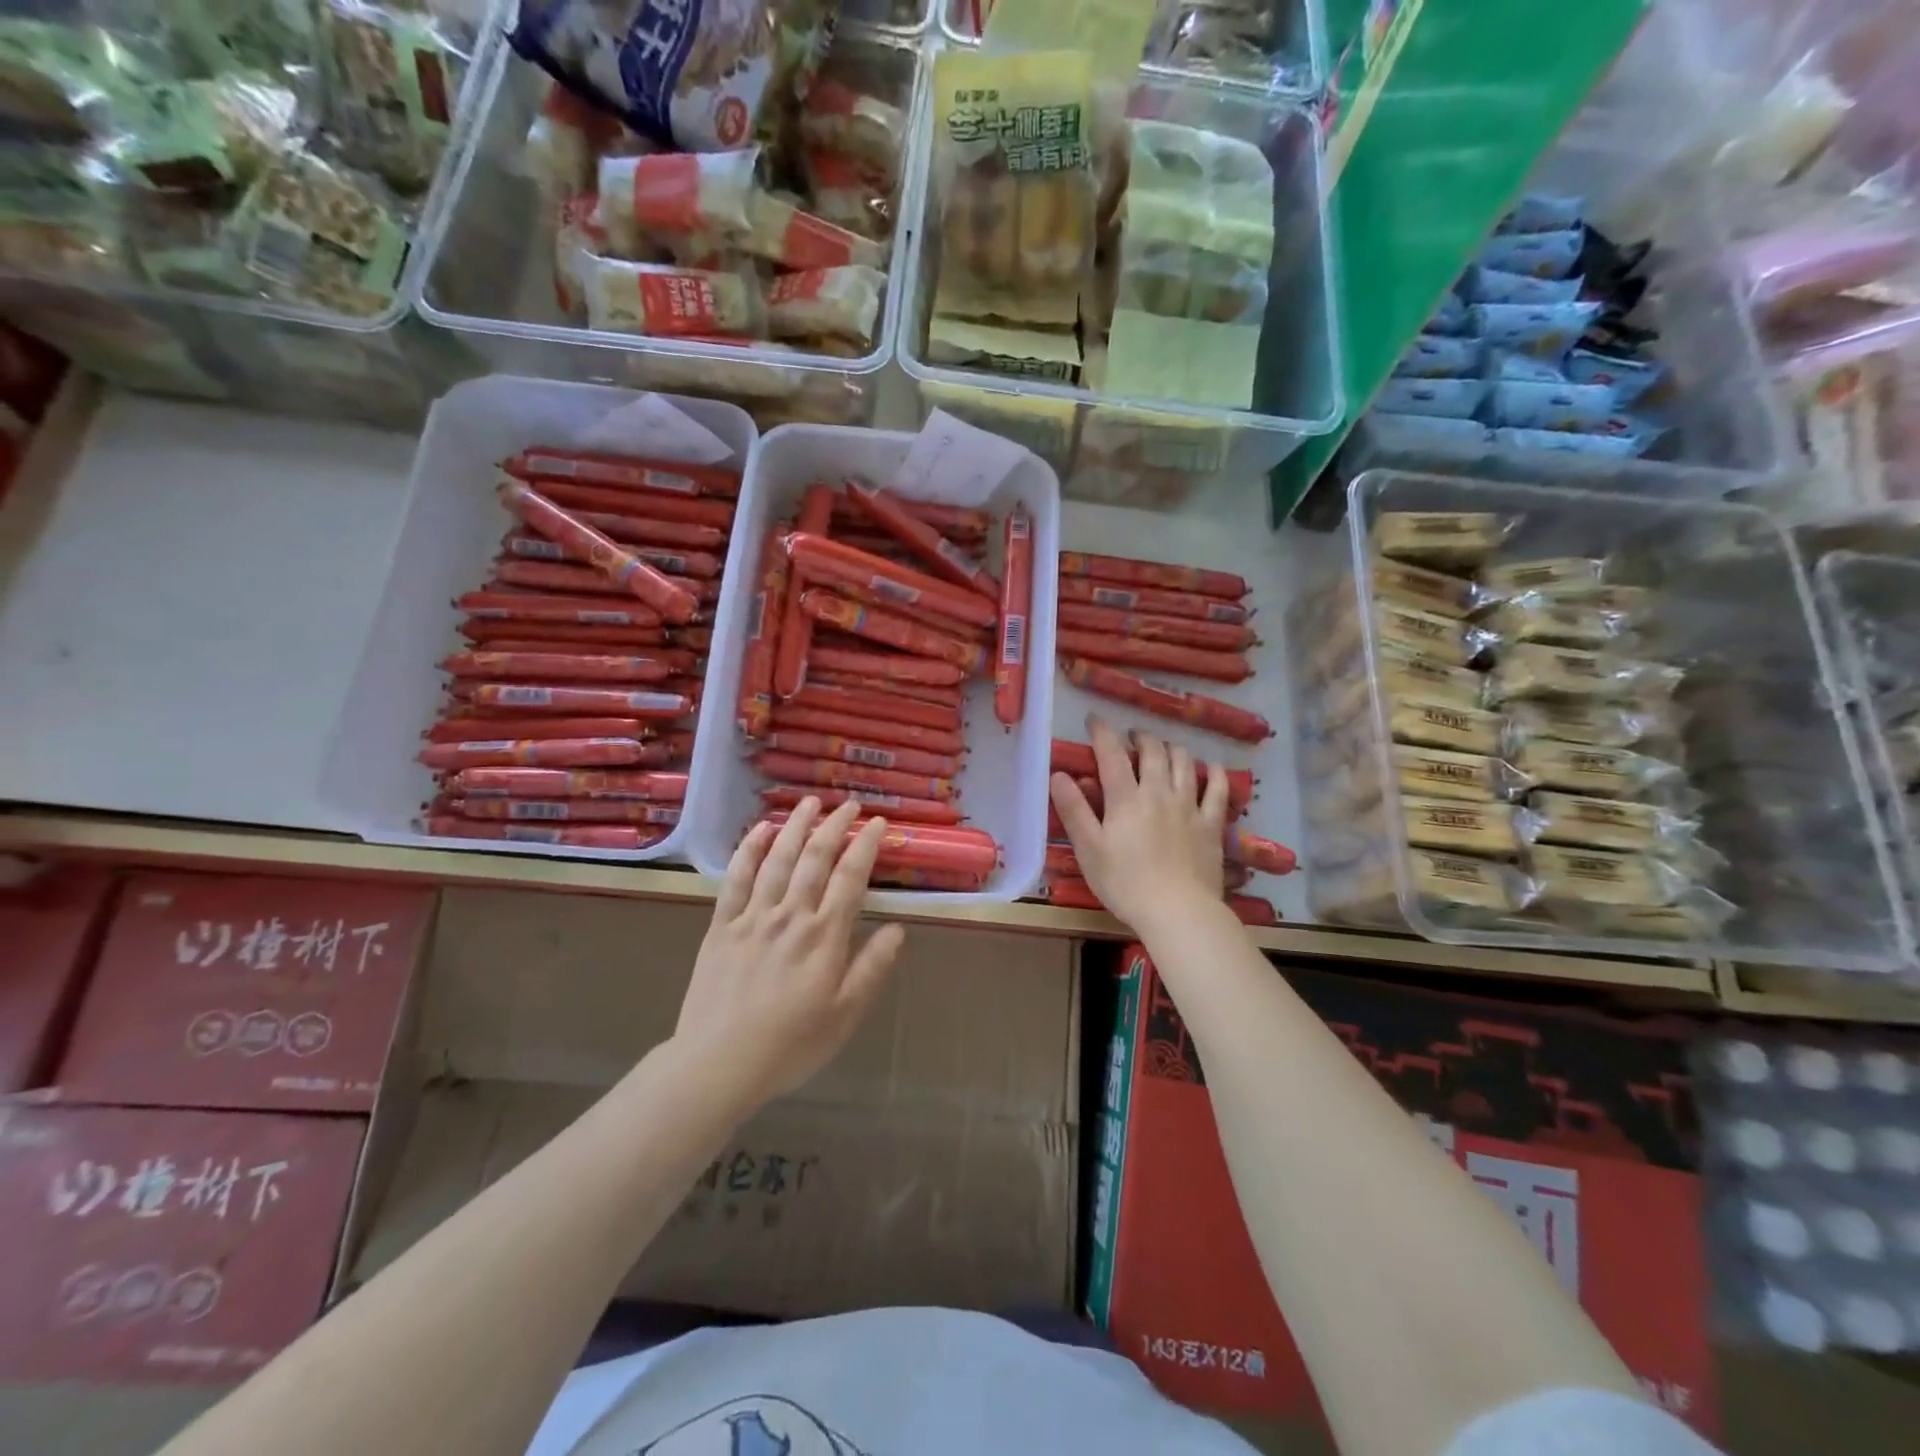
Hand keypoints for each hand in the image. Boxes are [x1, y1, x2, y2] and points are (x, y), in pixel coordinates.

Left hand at [677, 798, 906, 1104]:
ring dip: (796, 826)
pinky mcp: (721, 926)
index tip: (877, 822)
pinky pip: (737, 879)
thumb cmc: (790, 1045)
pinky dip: (749, 850)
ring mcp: (753, 917)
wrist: (718, 1064)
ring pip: (778, 859)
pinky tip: (761, 830)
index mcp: (824, 936)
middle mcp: (791, 916)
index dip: (866, 845)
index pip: (850, 877)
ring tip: (810, 802)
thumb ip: (871, 967)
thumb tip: (898, 929)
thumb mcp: (845, 1014)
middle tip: (849, 805)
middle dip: (835, 826)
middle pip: (815, 859)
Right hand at [1050, 715, 1229, 930]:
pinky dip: (1213, 772)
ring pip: (1184, 763)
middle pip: (1152, 752)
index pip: (1111, 754)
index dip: (1102, 733)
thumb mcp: (1089, 849)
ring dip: (1172, 748)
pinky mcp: (1211, 824)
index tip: (1094, 720)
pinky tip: (1209, 766)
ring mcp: (1190, 806)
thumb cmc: (1125, 883)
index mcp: (1126, 799)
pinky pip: (1217, 789)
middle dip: (1141, 737)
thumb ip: (1074, 810)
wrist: (1177, 912)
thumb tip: (1059, 775)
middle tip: (1132, 736)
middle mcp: (1159, 792)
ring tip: (1164, 748)